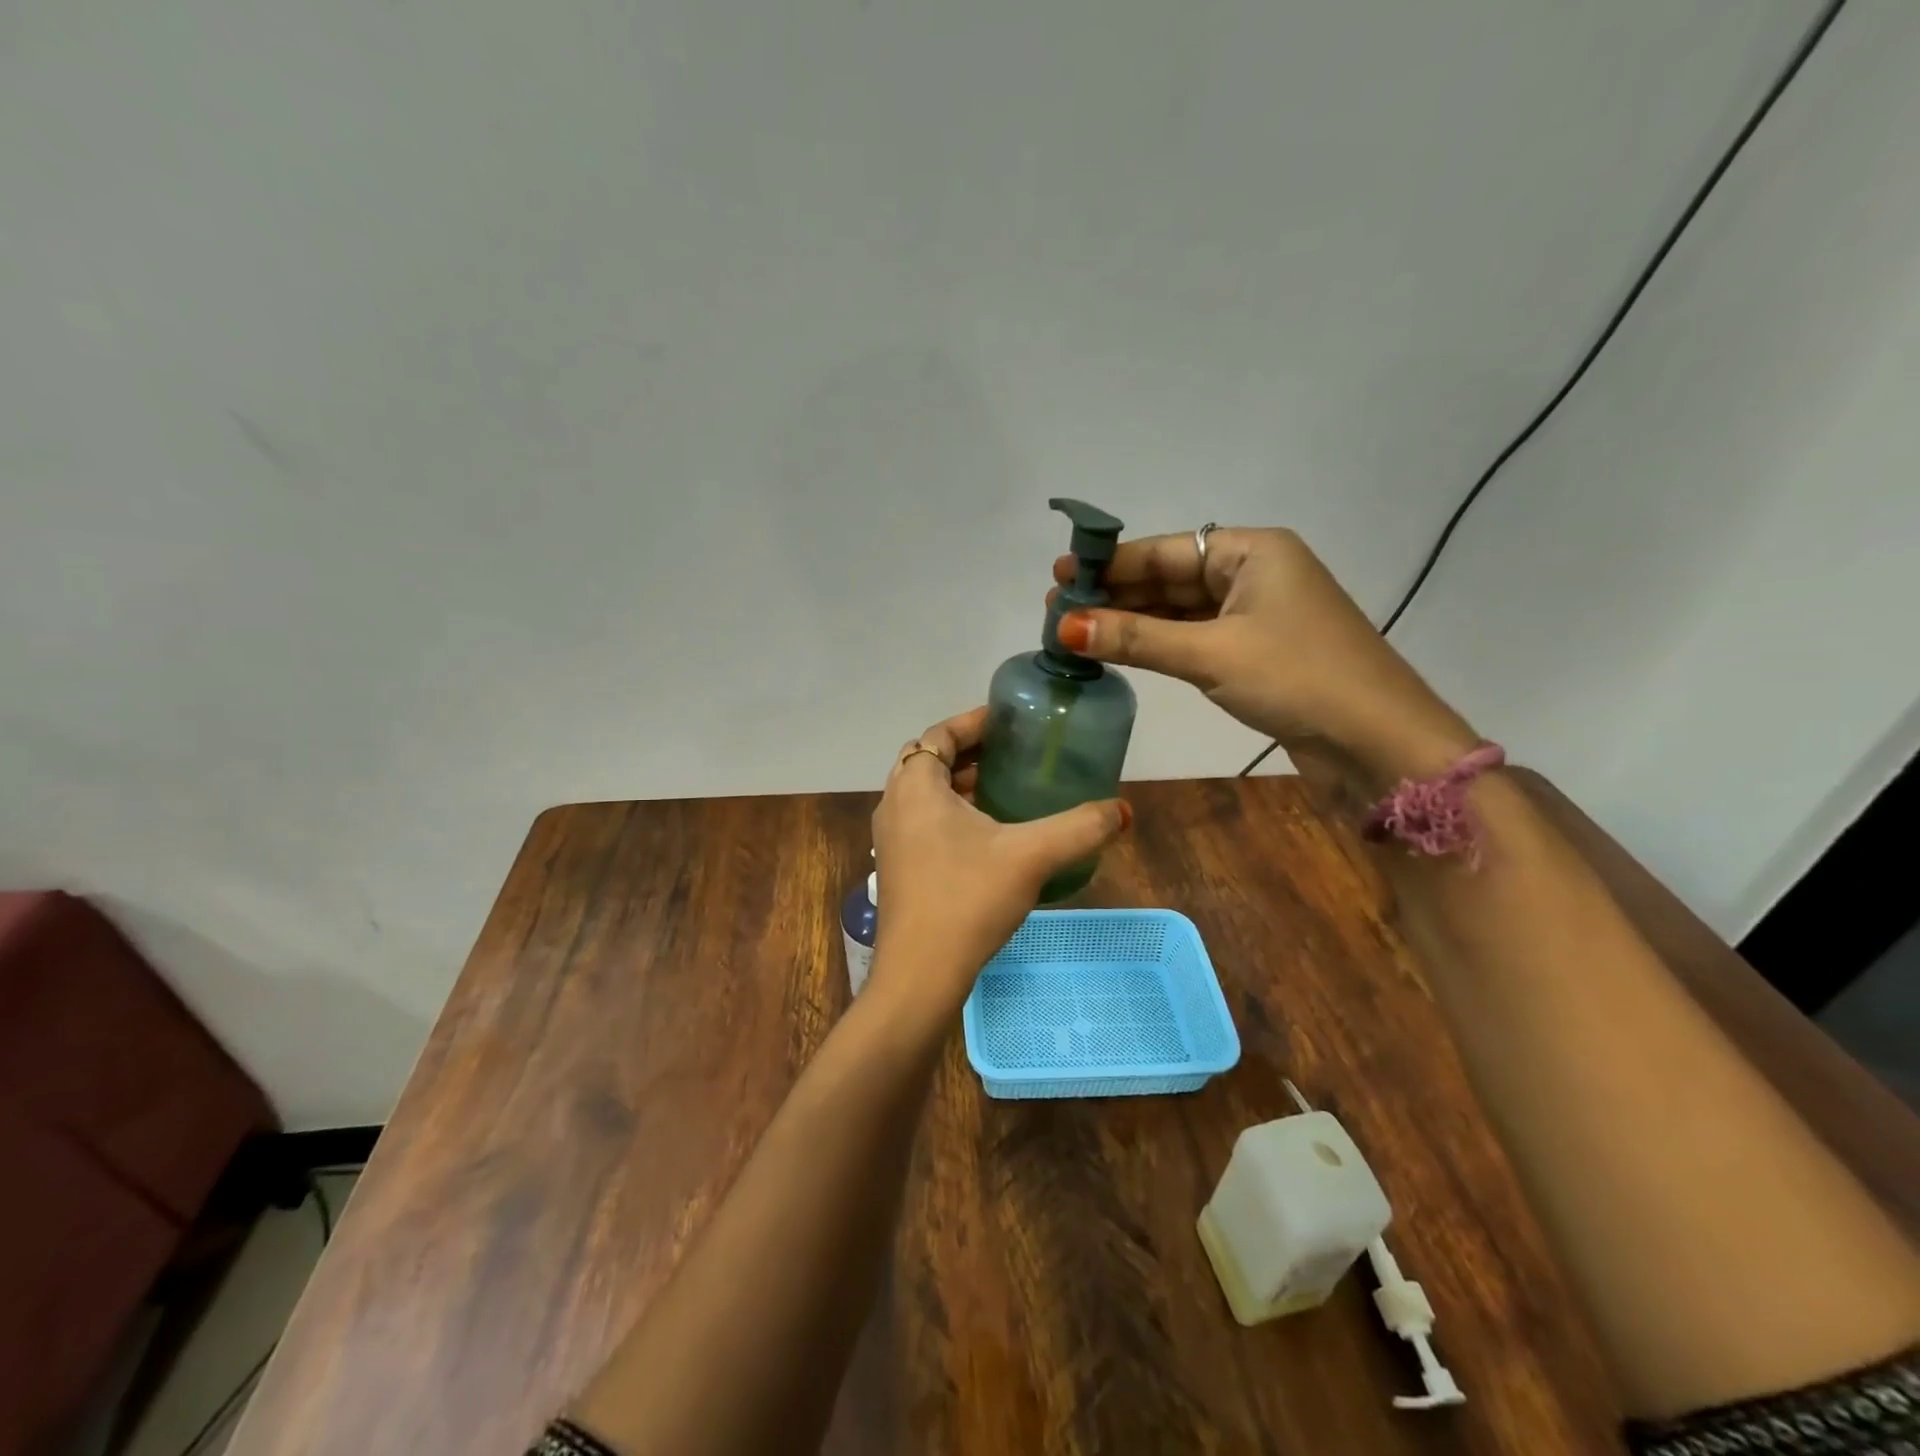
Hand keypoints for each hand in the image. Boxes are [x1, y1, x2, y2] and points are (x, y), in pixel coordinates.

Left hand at [868, 707, 1129, 1015]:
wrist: (921, 974)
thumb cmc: (967, 899)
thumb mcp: (1031, 856)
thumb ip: (1080, 828)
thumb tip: (1123, 811)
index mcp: (915, 786)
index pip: (939, 734)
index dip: (974, 722)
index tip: (1009, 721)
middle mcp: (894, 804)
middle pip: (929, 760)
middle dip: (969, 751)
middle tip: (1012, 752)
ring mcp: (891, 839)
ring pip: (925, 793)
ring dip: (960, 783)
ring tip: (1005, 786)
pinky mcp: (897, 867)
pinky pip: (923, 821)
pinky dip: (951, 812)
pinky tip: (988, 834)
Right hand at [1052, 528, 1478, 791]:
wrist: (1378, 743)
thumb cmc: (1298, 679)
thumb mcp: (1210, 653)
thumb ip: (1136, 638)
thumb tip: (1065, 626)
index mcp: (1253, 552)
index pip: (1166, 550)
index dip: (1111, 563)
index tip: (1060, 574)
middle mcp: (1254, 574)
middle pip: (1171, 577)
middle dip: (1116, 595)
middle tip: (1058, 609)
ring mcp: (1257, 615)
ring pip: (1181, 610)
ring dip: (1133, 622)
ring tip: (1077, 631)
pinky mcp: (1256, 653)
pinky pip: (1195, 637)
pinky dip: (1158, 644)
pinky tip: (1120, 650)